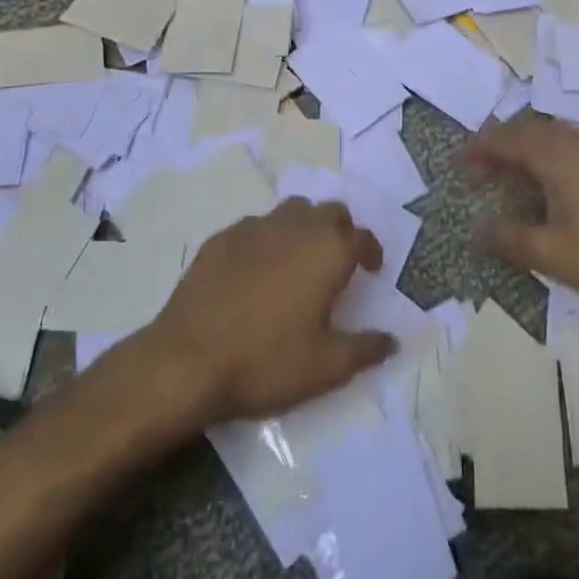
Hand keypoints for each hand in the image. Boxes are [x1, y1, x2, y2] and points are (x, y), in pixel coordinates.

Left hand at [143, 199, 396, 425]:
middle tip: (338, 262)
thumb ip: (365, 349)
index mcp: (328, 250)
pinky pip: (256, 227)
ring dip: (305, 228)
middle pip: (329, 212)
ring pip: (291, 212)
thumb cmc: (266, 362)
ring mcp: (254, 227)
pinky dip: (268, 240)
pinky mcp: (221, 237)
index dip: (371, 251)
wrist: (187, 360)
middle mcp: (295, 226)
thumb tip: (391, 340)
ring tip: (300, 261)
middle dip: (340, 230)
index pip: (361, 236)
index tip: (370, 270)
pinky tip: (257, 271)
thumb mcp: (326, 367)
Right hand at [464, 115, 578, 324]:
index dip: (478, 150)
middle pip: (528, 132)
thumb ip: (508, 237)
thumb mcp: (552, 255)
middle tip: (479, 177)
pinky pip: (573, 147)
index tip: (458, 166)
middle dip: (499, 149)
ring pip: (552, 137)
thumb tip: (476, 226)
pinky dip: (550, 158)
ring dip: (525, 152)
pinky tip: (553, 187)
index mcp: (559, 154)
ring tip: (510, 180)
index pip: (506, 139)